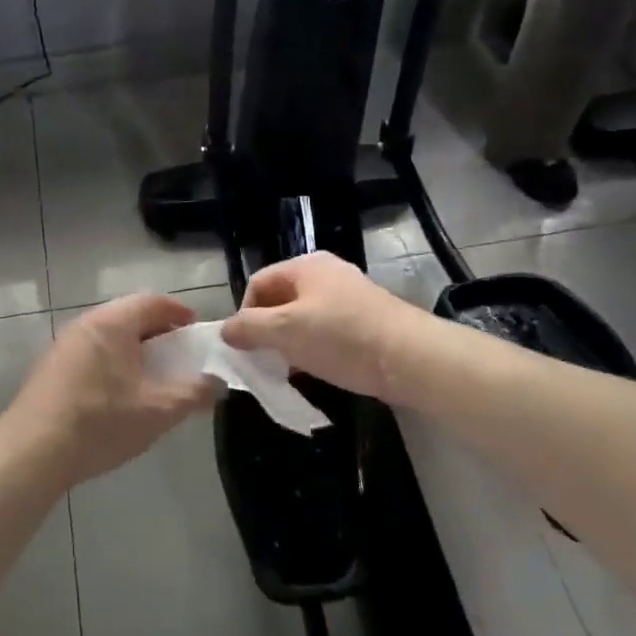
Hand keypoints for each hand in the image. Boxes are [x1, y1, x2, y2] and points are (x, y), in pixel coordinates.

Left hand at [7, 293, 216, 486]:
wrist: (33, 451)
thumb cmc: (101, 422)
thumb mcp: (159, 410)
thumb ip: (194, 393)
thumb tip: (217, 383)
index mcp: (112, 323)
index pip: (152, 301)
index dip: (179, 312)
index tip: (196, 331)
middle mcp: (85, 324)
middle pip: (129, 316)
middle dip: (157, 333)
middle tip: (178, 357)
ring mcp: (63, 345)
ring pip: (108, 336)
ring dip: (133, 350)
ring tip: (151, 377)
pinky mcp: (50, 368)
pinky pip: (91, 353)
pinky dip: (112, 363)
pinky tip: (118, 394)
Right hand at [221, 251, 427, 402]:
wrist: (410, 357)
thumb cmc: (341, 337)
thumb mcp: (285, 331)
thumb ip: (248, 328)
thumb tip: (226, 330)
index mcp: (305, 266)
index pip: (258, 283)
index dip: (245, 313)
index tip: (246, 346)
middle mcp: (327, 273)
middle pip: (281, 298)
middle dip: (267, 329)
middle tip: (265, 359)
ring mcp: (349, 296)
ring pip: (303, 316)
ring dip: (290, 342)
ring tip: (290, 369)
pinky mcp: (366, 320)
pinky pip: (326, 330)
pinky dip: (314, 348)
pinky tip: (317, 369)